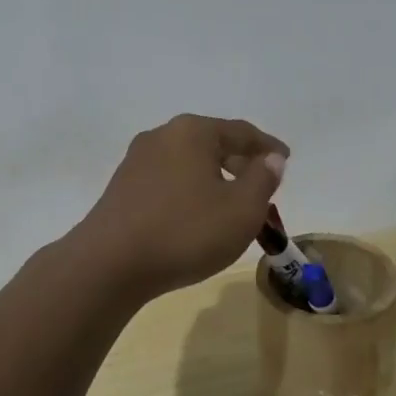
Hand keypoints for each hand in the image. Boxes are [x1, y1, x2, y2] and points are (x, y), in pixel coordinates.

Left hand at [74, 115, 287, 300]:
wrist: (109, 264)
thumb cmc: (185, 231)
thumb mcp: (241, 209)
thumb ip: (262, 179)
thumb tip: (270, 158)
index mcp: (193, 132)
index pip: (241, 132)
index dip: (268, 147)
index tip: (286, 160)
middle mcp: (162, 136)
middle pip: (212, 143)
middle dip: (240, 164)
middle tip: (263, 186)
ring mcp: (137, 160)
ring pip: (189, 163)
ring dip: (215, 180)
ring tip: (232, 205)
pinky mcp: (122, 187)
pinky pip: (168, 180)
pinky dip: (190, 191)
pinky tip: (196, 216)